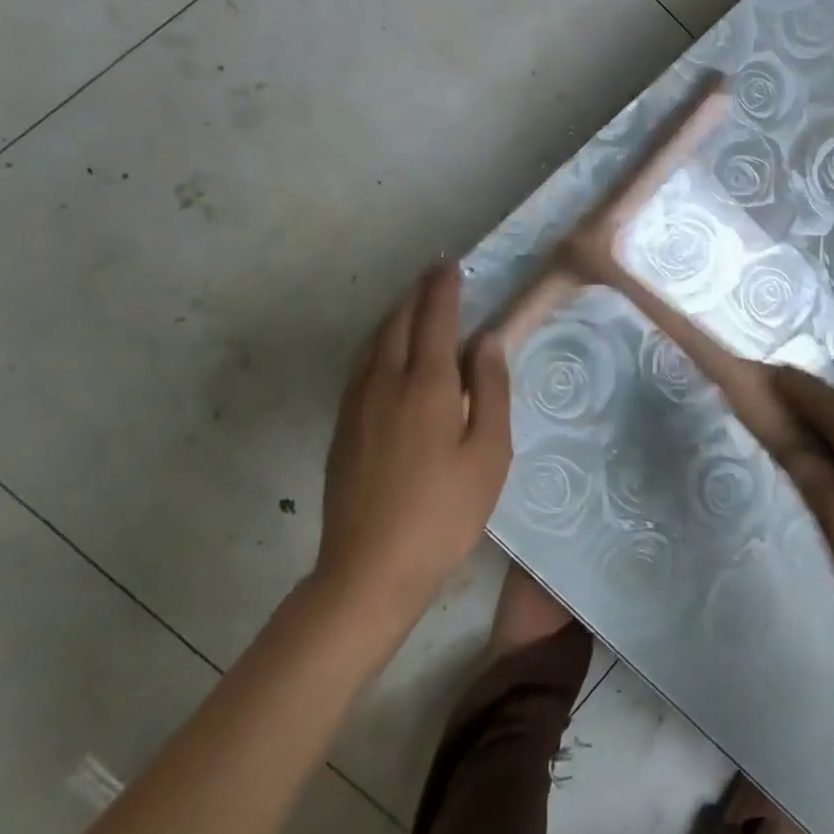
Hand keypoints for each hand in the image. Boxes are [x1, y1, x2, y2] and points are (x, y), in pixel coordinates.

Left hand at [313, 266, 511, 644]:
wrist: (369, 570)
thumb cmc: (444, 512)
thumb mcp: (489, 453)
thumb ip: (490, 390)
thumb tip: (486, 341)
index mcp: (427, 385)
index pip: (436, 319)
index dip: (444, 288)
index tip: (452, 264)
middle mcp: (386, 382)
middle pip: (400, 322)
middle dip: (419, 293)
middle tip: (436, 274)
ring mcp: (357, 404)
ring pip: (375, 342)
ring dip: (397, 315)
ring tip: (415, 304)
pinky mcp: (342, 427)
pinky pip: (361, 365)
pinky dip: (379, 343)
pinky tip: (388, 353)